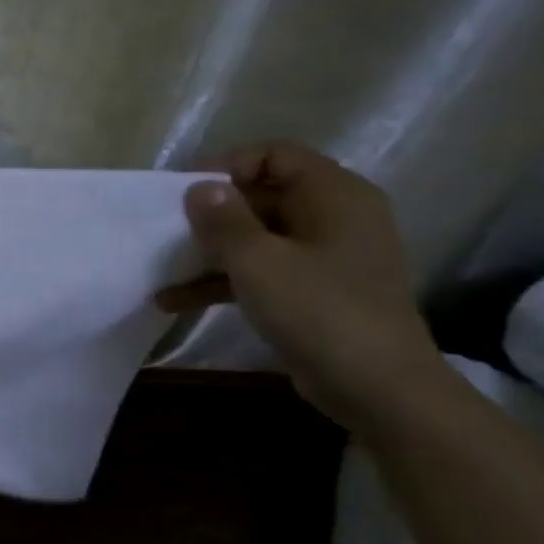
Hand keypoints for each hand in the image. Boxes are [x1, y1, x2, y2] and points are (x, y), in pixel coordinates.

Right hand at [155, 141, 447, 426]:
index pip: (274, 154)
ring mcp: (326, 256)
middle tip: (168, 231)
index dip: (226, 166)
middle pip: (262, 195)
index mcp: (334, 195)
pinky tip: (174, 300)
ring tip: (163, 267)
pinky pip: (262, 270)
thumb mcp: (257, 260)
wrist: (380, 389)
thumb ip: (222, 219)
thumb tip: (199, 187)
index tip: (184, 192)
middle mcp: (335, 217)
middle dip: (211, 213)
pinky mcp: (315, 291)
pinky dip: (223, 280)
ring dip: (210, 251)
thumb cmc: (319, 310)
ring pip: (257, 236)